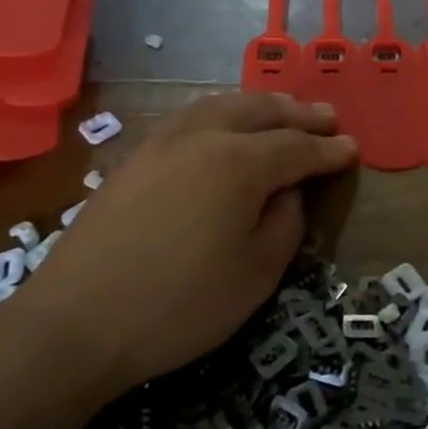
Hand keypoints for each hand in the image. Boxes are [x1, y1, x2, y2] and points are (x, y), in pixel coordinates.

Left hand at [14, 93, 356, 397]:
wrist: (75, 323)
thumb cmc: (179, 305)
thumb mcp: (256, 275)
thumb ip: (284, 225)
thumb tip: (287, 195)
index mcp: (239, 163)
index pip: (297, 147)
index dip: (328, 151)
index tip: (352, 149)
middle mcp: (203, 137)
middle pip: (260, 112)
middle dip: (298, 114)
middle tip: (327, 118)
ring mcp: (163, 142)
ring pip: (222, 105)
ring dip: (259, 105)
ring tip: (281, 110)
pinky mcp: (135, 157)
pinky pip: (191, 116)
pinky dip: (221, 111)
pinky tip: (223, 123)